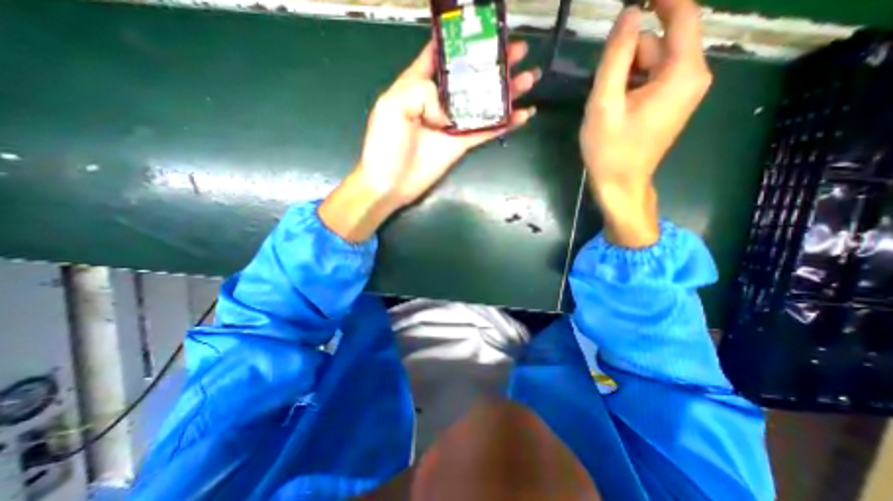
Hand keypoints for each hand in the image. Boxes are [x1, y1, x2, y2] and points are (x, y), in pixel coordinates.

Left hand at [320, 39, 536, 241]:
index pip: (439, 56)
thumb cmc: (385, 145)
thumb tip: (450, 108)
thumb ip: (422, 92)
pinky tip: (523, 114)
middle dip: (492, 63)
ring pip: (483, 103)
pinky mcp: (461, 144)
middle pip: (469, 78)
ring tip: (528, 78)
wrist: (391, 184)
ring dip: (506, 91)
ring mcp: (452, 125)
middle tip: (518, 51)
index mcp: (417, 85)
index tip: (481, 31)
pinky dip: (505, 123)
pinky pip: (486, 131)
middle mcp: (438, 102)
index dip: (458, 42)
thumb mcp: (393, 106)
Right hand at [580, 0, 712, 246]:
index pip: (682, 14)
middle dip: (628, 54)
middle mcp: (691, 76)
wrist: (620, 185)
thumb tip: (628, 14)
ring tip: (604, 102)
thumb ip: (615, 58)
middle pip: (661, 43)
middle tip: (600, 84)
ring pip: (653, 63)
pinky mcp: (669, 104)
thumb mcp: (604, 104)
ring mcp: (681, 92)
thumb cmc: (610, 150)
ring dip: (625, 73)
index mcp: (682, 72)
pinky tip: (612, 106)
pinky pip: (651, 79)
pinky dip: (630, 84)